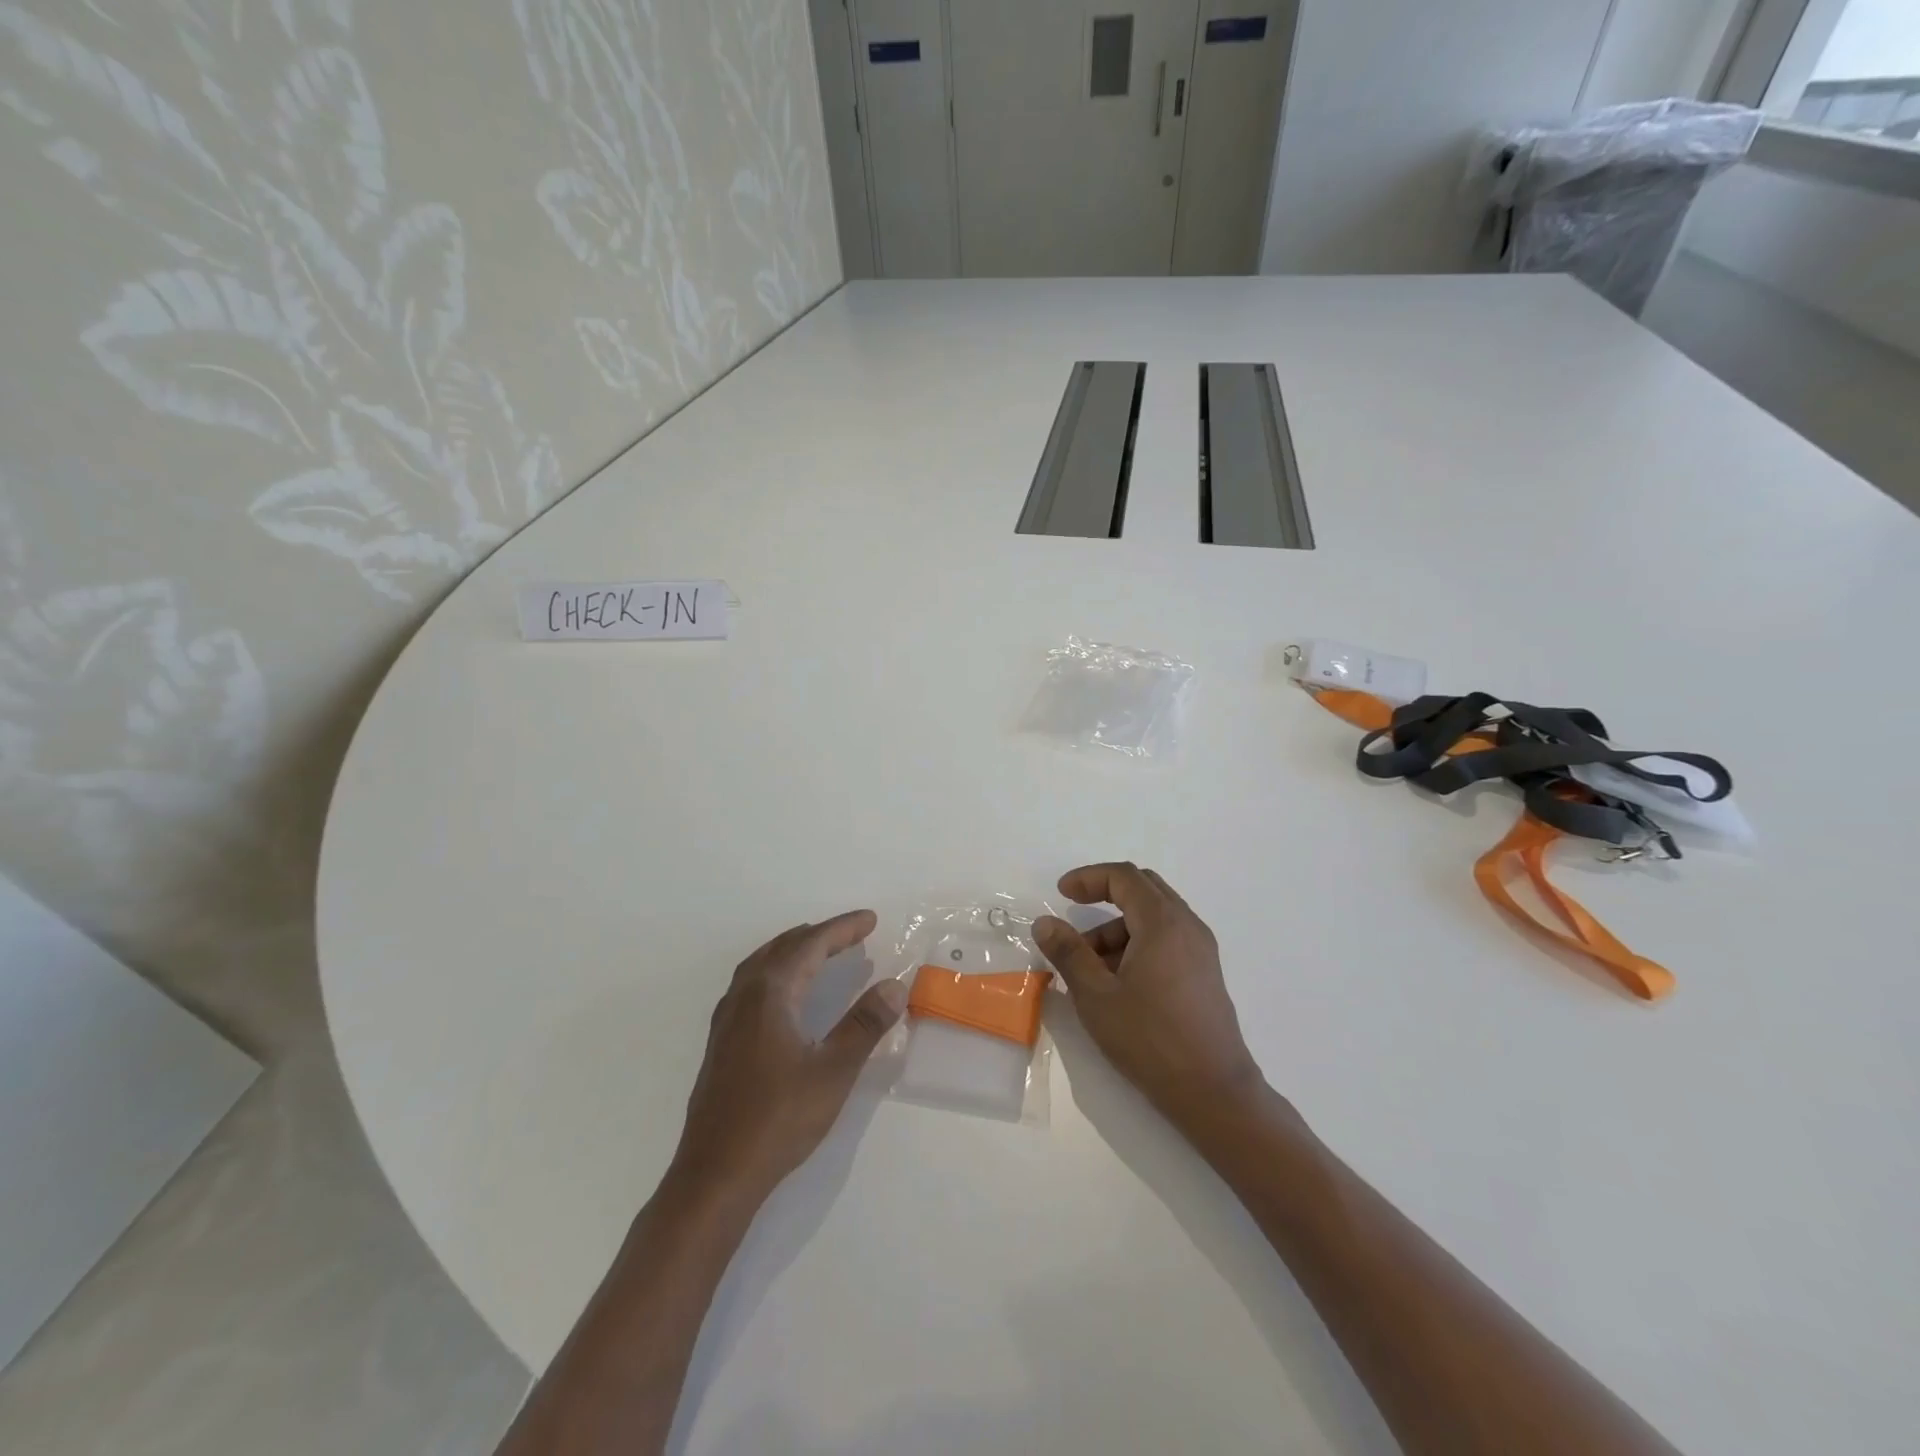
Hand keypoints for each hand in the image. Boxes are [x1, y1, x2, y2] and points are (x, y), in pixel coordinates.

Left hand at [672, 911, 905, 1200]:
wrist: (715, 1174)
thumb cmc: (778, 1119)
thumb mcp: (833, 1071)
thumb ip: (864, 1025)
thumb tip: (894, 985)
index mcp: (770, 994)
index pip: (811, 945)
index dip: (842, 929)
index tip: (870, 919)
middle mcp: (744, 996)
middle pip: (784, 948)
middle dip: (820, 935)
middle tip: (853, 932)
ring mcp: (727, 1020)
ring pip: (762, 964)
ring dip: (794, 949)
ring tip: (819, 948)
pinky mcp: (721, 1042)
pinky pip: (751, 984)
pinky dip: (775, 970)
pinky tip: (783, 992)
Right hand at [1035, 864, 1264, 1125]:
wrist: (1213, 1091)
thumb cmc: (1150, 1039)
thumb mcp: (1096, 995)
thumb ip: (1068, 953)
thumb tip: (1045, 922)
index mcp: (1162, 922)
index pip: (1124, 877)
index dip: (1089, 878)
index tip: (1062, 893)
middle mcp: (1187, 926)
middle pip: (1143, 889)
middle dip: (1105, 896)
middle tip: (1075, 913)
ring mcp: (1201, 950)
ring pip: (1155, 917)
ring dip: (1119, 927)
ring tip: (1090, 965)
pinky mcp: (1205, 974)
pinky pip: (1167, 939)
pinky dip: (1138, 943)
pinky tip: (1119, 980)